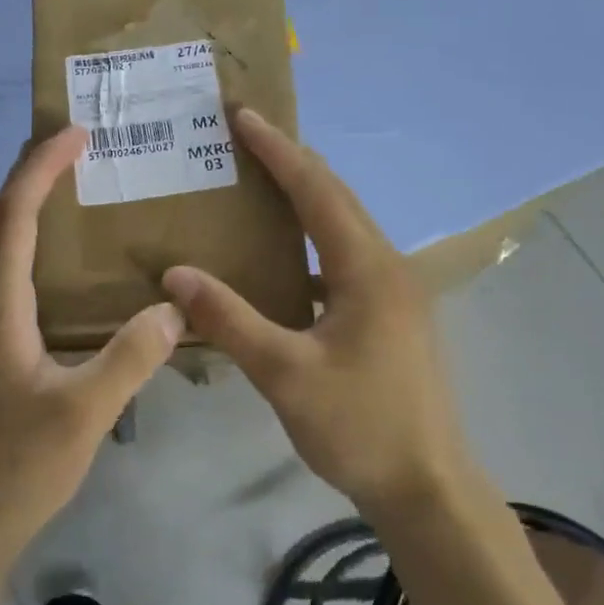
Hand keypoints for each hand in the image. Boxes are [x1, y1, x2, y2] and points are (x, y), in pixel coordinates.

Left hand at [0, 125, 182, 568]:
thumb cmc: (12, 469)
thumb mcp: (83, 414)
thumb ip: (129, 358)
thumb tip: (171, 306)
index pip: (12, 217)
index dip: (40, 169)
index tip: (74, 134)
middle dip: (32, 177)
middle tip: (77, 148)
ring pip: (0, 253)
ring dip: (31, 212)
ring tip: (77, 193)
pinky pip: (9, 282)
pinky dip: (35, 253)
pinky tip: (69, 272)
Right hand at [162, 109, 471, 519]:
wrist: (428, 489)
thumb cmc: (360, 427)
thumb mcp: (285, 373)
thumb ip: (229, 319)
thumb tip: (175, 273)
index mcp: (367, 268)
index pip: (316, 190)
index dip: (277, 150)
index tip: (242, 115)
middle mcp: (387, 267)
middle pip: (336, 198)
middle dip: (291, 162)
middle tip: (244, 138)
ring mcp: (394, 293)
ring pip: (343, 228)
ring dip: (304, 200)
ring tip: (258, 185)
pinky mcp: (391, 317)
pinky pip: (345, 260)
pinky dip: (312, 244)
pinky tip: (282, 262)